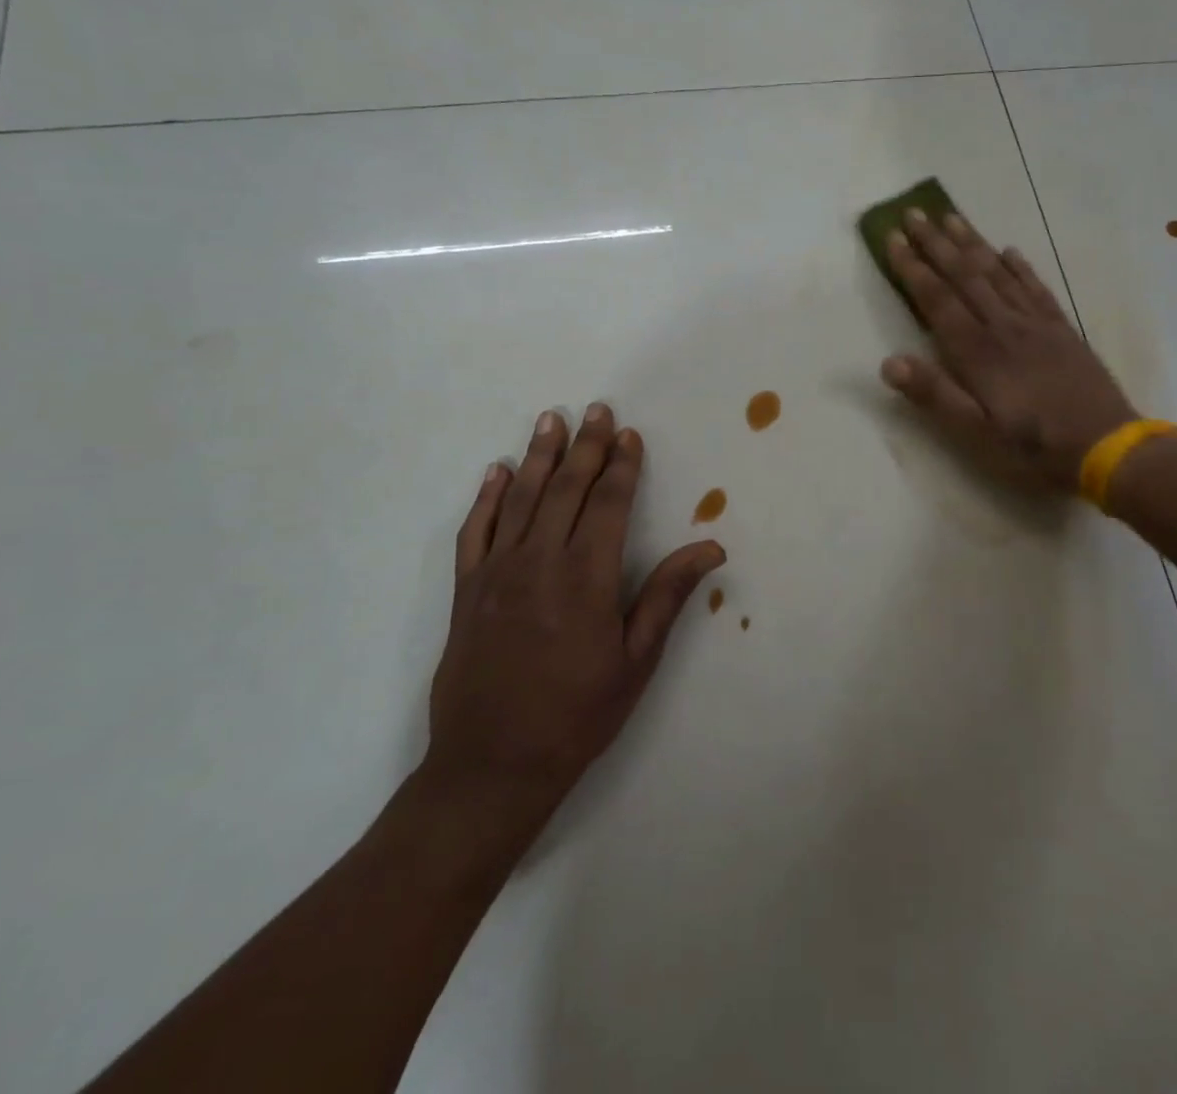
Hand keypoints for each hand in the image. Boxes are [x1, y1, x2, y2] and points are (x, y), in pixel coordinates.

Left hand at [425, 404, 723, 818]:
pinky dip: (487, 498)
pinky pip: (475, 531)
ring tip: (550, 420)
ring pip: (521, 499)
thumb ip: (667, 596)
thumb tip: (710, 547)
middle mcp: (539, 562)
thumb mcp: (636, 661)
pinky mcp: (467, 591)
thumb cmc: (577, 714)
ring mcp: (497, 573)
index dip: (622, 465)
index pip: (608, 503)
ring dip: (538, 456)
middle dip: (585, 446)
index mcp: (586, 577)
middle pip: (566, 489)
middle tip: (596, 409)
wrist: (492, 766)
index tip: (628, 434)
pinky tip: (497, 472)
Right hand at [880, 210, 1137, 492]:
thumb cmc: (1033, 446)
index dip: (913, 268)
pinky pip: (1036, 288)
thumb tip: (889, 362)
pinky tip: (1010, 251)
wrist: (1107, 447)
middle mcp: (1004, 327)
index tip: (893, 237)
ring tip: (952, 217)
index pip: (937, 300)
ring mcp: (1036, 325)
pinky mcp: (1062, 330)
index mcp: (978, 352)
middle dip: (936, 243)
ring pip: (998, 273)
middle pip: (965, 275)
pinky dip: (1020, 266)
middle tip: (914, 212)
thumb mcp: (976, 433)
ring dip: (972, 244)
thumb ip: (934, 395)